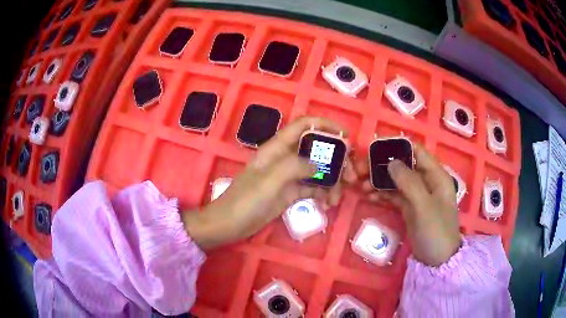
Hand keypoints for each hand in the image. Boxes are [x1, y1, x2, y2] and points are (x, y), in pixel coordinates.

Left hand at [183, 117, 356, 249]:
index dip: (326, 125)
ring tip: (337, 198)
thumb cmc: (246, 200)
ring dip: (333, 181)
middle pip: (318, 148)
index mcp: (278, 147)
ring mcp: (290, 175)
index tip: (346, 136)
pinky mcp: (291, 192)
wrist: (230, 224)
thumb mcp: (270, 180)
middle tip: (351, 175)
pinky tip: (328, 204)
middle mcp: (286, 157)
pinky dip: (324, 193)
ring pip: (319, 170)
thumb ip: (295, 166)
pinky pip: (313, 187)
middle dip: (337, 159)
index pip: (305, 125)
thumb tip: (320, 165)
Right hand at [358, 143, 460, 265]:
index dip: (398, 147)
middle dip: (383, 166)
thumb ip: (409, 182)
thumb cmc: (436, 232)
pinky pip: (394, 195)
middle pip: (403, 166)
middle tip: (361, 171)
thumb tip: (391, 162)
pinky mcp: (409, 208)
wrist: (437, 261)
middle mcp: (427, 181)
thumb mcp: (424, 207)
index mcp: (436, 175)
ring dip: (380, 181)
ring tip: (361, 186)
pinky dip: (382, 194)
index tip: (375, 149)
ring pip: (397, 180)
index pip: (417, 152)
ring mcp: (418, 195)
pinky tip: (369, 196)